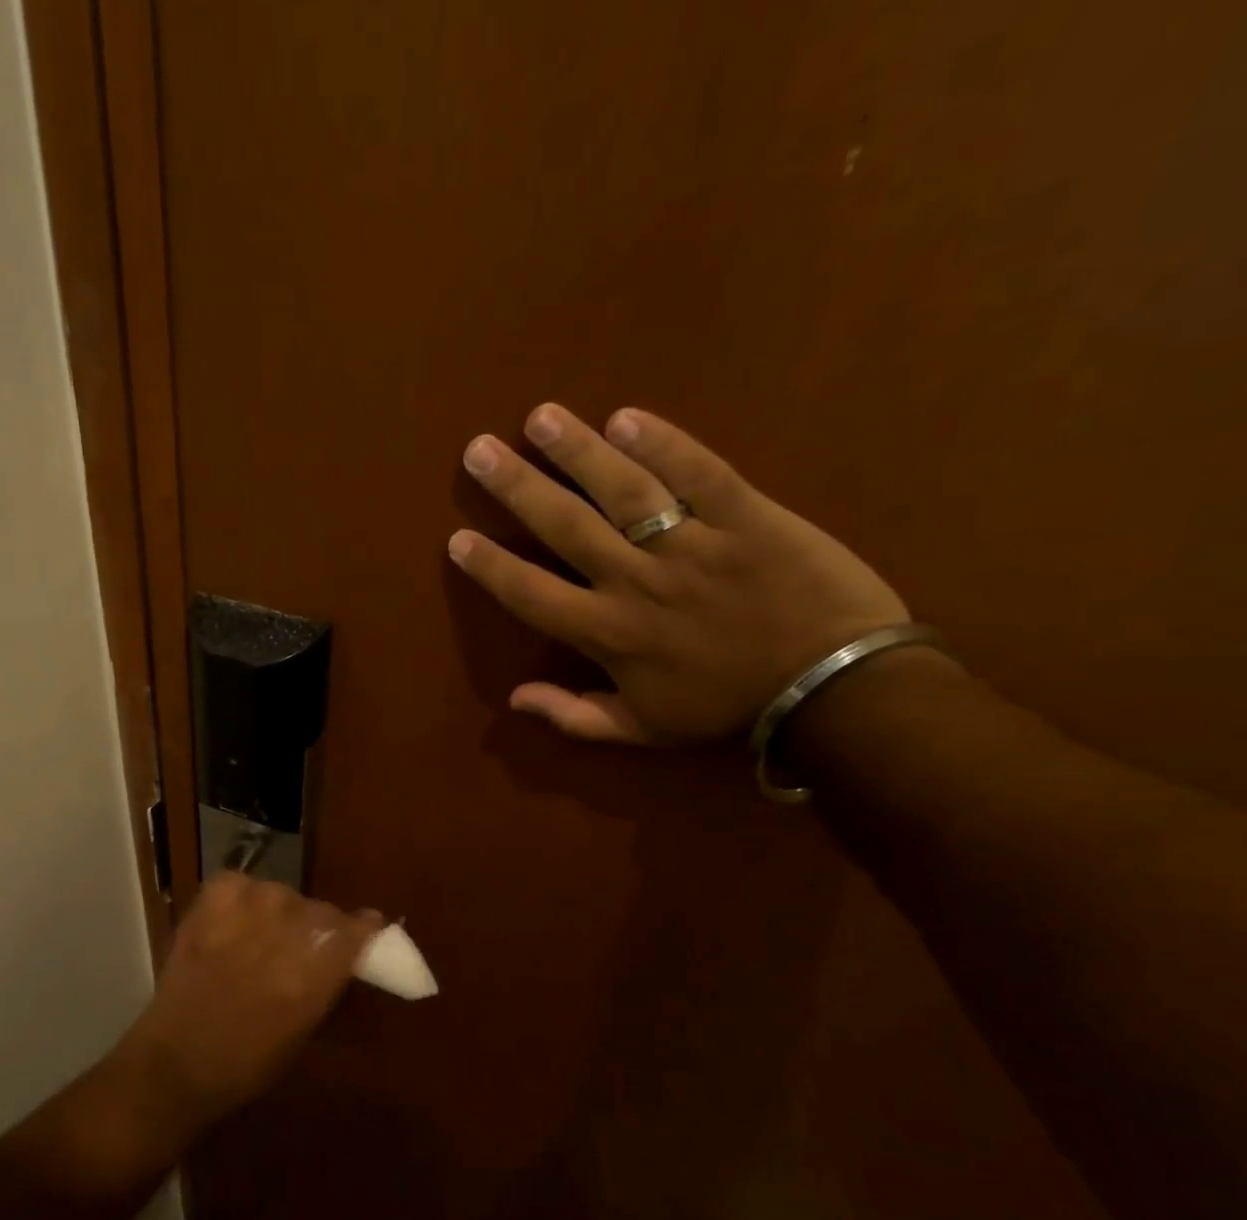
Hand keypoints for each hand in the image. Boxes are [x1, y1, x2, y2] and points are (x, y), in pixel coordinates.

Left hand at [117, 873, 380, 1131]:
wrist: (175, 1062)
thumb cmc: (247, 1064)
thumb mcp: (305, 1029)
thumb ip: (327, 982)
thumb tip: (346, 951)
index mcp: (313, 975)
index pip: (353, 930)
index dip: (362, 927)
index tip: (365, 928)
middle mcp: (284, 935)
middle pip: (320, 910)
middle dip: (318, 927)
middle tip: (301, 947)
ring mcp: (245, 912)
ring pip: (282, 895)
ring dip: (280, 912)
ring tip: (262, 935)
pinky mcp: (210, 902)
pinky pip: (240, 884)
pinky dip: (241, 897)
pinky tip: (235, 921)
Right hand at [449, 404, 908, 743]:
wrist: (834, 689)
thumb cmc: (728, 708)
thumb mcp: (643, 730)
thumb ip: (574, 717)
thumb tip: (514, 700)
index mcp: (608, 634)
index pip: (532, 594)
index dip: (491, 567)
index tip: (458, 538)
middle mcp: (637, 582)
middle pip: (565, 527)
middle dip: (517, 487)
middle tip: (479, 451)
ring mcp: (692, 545)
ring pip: (623, 491)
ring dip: (577, 451)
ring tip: (540, 417)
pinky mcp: (748, 517)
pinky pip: (700, 473)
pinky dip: (663, 444)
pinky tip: (626, 417)